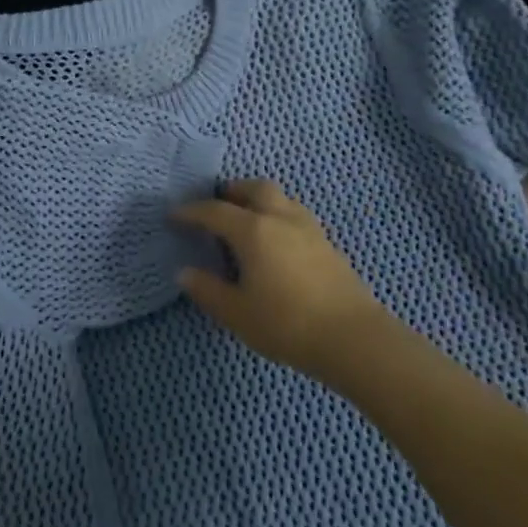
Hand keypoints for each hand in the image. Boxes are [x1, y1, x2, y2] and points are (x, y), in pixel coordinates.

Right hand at [173, 181, 389, 382]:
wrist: (353, 338)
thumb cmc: (287, 324)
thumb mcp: (237, 313)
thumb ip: (208, 290)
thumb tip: (185, 272)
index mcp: (252, 230)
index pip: (214, 211)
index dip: (191, 212)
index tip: (174, 215)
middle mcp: (280, 218)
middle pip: (254, 188)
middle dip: (232, 191)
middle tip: (217, 205)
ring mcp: (308, 228)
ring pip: (280, 198)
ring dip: (259, 200)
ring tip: (247, 219)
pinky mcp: (327, 244)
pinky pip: (295, 215)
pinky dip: (278, 216)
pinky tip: (276, 241)